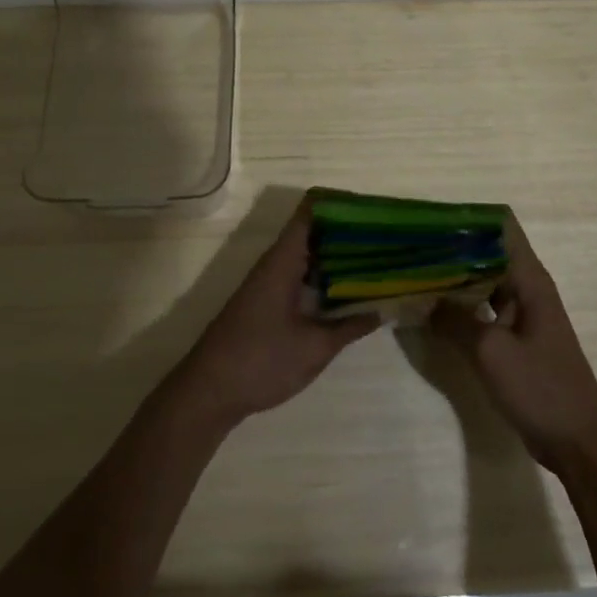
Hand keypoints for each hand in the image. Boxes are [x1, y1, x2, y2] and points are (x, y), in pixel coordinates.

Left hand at [176, 199, 379, 428]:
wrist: (208, 392)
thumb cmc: (261, 361)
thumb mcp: (314, 347)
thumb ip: (350, 326)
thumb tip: (383, 310)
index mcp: (283, 260)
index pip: (312, 210)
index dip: (341, 204)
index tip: (375, 211)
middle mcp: (276, 263)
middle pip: (314, 231)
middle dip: (349, 232)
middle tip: (388, 238)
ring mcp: (270, 282)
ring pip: (309, 255)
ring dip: (339, 256)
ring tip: (379, 259)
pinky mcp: (269, 302)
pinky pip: (302, 276)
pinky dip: (327, 277)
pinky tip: (351, 291)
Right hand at [429, 214, 596, 472]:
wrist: (580, 444)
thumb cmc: (541, 389)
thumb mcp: (490, 352)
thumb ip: (454, 320)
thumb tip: (423, 297)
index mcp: (528, 278)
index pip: (500, 225)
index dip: (467, 217)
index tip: (429, 220)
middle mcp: (525, 287)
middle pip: (487, 250)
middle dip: (451, 246)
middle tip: (409, 246)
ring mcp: (521, 313)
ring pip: (482, 280)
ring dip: (453, 276)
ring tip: (412, 271)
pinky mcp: (514, 337)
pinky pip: (483, 308)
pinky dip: (460, 305)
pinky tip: (431, 309)